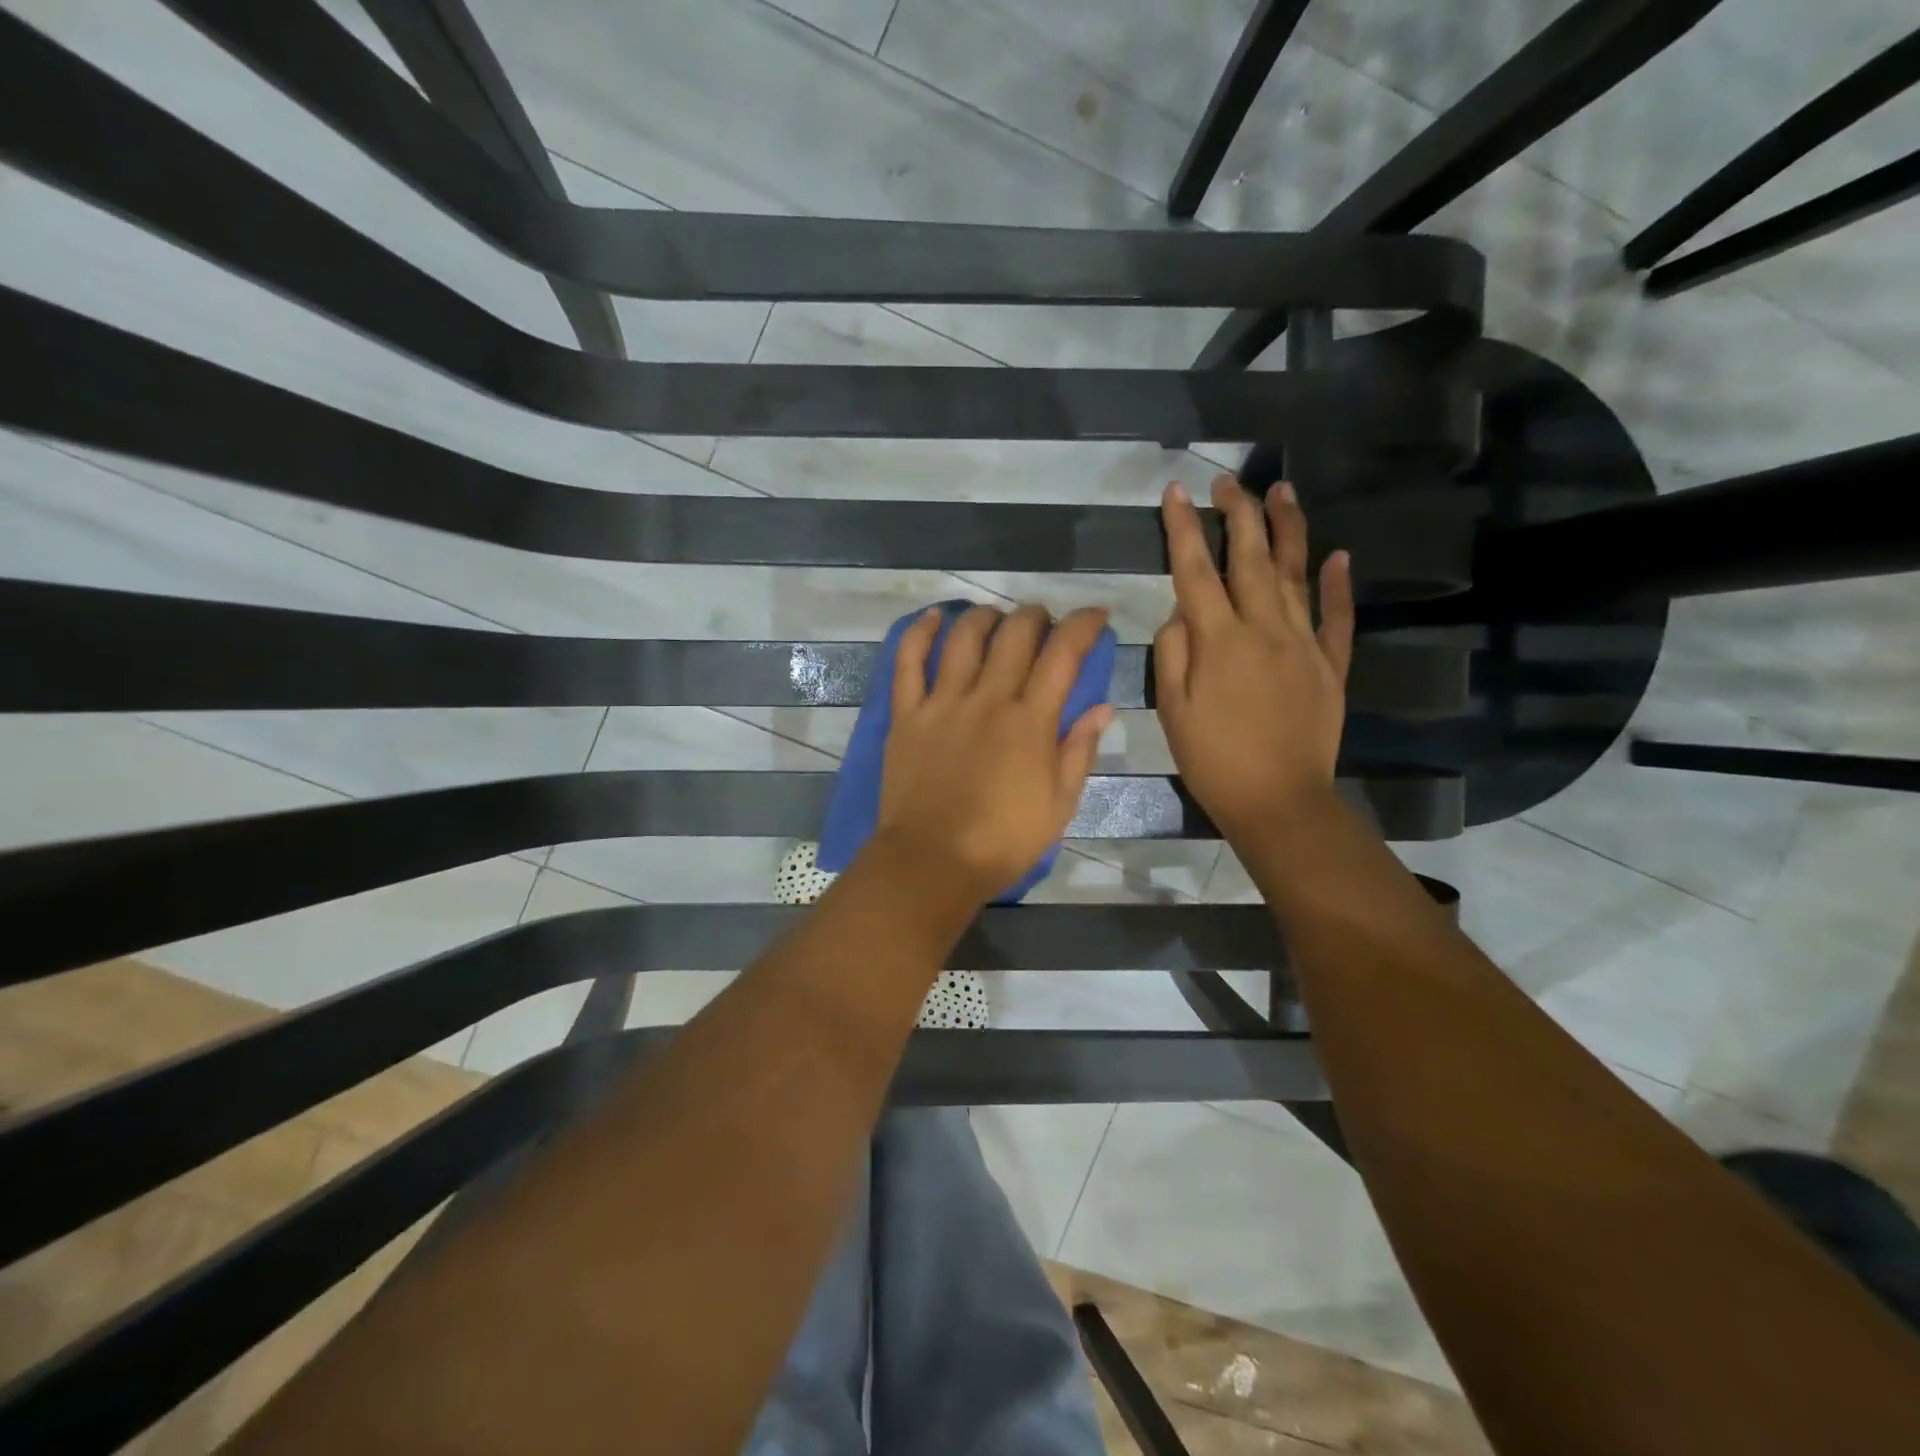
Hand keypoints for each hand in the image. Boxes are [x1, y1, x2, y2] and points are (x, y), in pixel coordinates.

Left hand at [875, 603, 1114, 903]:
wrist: (932, 862)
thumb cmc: (1003, 841)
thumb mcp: (1058, 805)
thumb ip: (1079, 751)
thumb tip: (1102, 707)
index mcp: (1030, 721)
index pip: (1064, 654)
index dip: (1084, 625)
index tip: (1096, 615)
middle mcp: (988, 699)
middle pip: (1015, 634)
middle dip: (1036, 616)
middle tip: (1044, 621)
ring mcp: (943, 703)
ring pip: (964, 638)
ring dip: (985, 617)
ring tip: (997, 618)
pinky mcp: (907, 714)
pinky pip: (908, 662)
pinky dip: (919, 633)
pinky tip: (932, 617)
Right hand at [1154, 476, 1353, 849]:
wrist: (1279, 801)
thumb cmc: (1214, 760)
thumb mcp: (1172, 710)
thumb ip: (1172, 653)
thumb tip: (1179, 613)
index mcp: (1219, 640)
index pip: (1195, 570)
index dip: (1183, 529)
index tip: (1176, 492)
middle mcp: (1264, 628)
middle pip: (1249, 557)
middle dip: (1237, 513)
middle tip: (1227, 482)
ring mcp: (1303, 643)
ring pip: (1295, 574)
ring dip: (1287, 530)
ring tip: (1282, 492)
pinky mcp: (1330, 664)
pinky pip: (1337, 617)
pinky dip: (1338, 585)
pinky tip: (1339, 556)